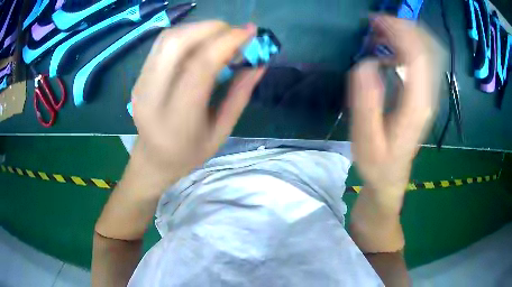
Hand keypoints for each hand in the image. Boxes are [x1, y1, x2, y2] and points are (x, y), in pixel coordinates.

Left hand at [130, 21, 264, 186]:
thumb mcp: (221, 131)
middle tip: (234, 32)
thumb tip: (260, 63)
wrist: (153, 159)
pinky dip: (186, 35)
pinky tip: (200, 42)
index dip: (227, 42)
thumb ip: (240, 95)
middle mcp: (152, 96)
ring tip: (219, 35)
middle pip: (176, 43)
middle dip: (210, 28)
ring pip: (167, 38)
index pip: (200, 67)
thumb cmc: (190, 153)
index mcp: (177, 119)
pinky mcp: (138, 77)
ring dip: (197, 28)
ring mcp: (141, 84)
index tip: (250, 32)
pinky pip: (162, 44)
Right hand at [350, 16, 443, 195]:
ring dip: (407, 34)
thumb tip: (366, 63)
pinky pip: (424, 60)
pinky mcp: (425, 94)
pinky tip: (391, 48)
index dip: (399, 31)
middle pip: (427, 48)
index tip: (375, 21)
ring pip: (428, 51)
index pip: (417, 55)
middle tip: (377, 23)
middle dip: (404, 27)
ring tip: (381, 31)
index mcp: (416, 104)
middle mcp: (428, 95)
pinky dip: (409, 45)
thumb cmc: (378, 162)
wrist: (391, 176)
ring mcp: (429, 94)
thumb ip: (366, 101)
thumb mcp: (366, 139)